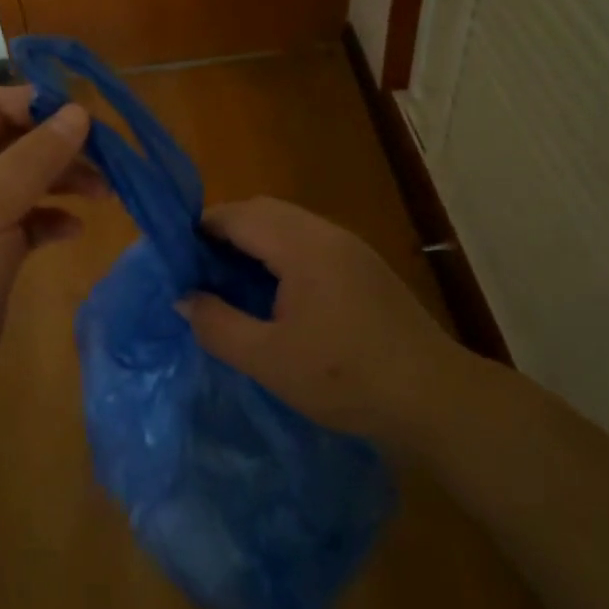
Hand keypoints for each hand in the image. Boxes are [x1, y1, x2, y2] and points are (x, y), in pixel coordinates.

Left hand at [0, 87, 99, 430]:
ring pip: (29, 181)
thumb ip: (34, 158)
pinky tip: (74, 230)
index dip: (40, 104)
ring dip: (66, 181)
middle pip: (17, 142)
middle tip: (111, 159)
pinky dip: (54, 219)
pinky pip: (30, 222)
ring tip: (106, 193)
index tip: (90, 118)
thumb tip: (78, 112)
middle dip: (62, 146)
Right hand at [178, 197, 464, 448]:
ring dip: (254, 242)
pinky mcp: (365, 266)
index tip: (176, 258)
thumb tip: (183, 298)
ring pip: (288, 224)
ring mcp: (350, 247)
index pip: (237, 215)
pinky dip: (280, 253)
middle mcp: (326, 233)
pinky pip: (309, 242)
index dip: (200, 229)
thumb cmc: (345, 377)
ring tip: (232, 283)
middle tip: (200, 271)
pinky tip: (276, 294)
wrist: (433, 397)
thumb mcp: (268, 360)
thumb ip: (218, 325)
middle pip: (262, 210)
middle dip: (225, 232)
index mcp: (301, 245)